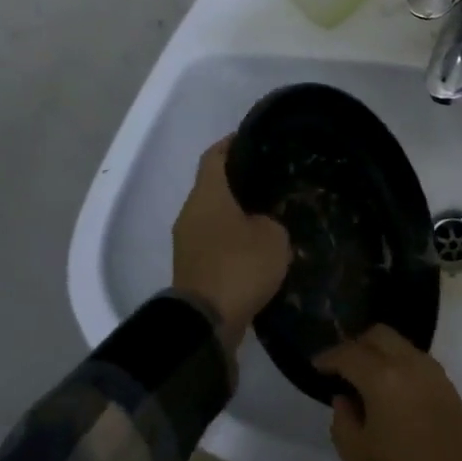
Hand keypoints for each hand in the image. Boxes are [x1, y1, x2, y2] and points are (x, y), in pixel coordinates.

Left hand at [172, 137, 290, 353]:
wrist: (207, 322)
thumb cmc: (240, 266)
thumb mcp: (273, 235)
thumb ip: (271, 217)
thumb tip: (263, 219)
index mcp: (208, 195)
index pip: (216, 155)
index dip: (234, 143)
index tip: (258, 138)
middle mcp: (191, 212)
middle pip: (214, 185)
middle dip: (241, 180)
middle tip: (274, 177)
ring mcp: (188, 241)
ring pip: (214, 214)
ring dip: (238, 211)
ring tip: (271, 210)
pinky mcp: (193, 266)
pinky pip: (215, 239)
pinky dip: (234, 236)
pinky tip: (259, 242)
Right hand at [320, 325, 461, 460]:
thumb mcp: (357, 460)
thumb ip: (343, 422)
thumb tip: (345, 398)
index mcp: (384, 378)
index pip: (350, 354)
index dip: (329, 357)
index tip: (315, 366)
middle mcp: (412, 364)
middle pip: (381, 335)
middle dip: (357, 345)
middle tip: (340, 368)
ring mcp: (435, 374)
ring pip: (402, 345)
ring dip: (380, 353)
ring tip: (363, 380)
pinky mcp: (449, 389)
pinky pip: (417, 362)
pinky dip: (399, 365)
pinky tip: (388, 391)